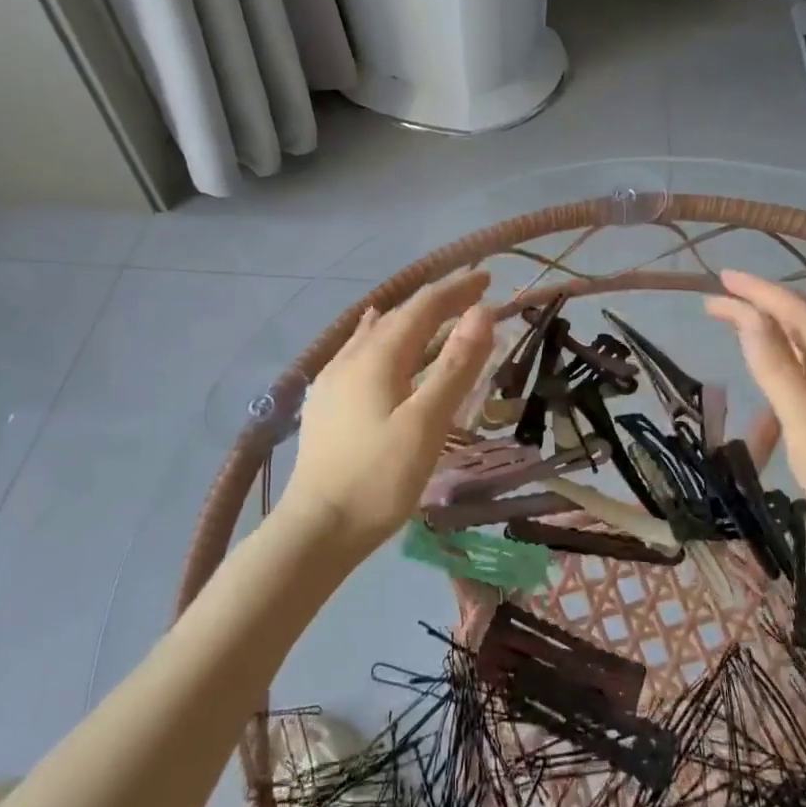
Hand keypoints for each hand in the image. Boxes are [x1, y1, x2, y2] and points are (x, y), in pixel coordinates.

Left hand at [283, 272, 495, 551]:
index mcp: (378, 357)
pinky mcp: (326, 402)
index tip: (488, 278)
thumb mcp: (427, 422)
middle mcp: (351, 357)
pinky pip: (360, 351)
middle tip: (473, 295)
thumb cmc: (379, 478)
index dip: (456, 289)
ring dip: (412, 319)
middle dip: (437, 302)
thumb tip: (482, 312)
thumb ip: (456, 366)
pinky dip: (383, 336)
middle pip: (399, 315)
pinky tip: (375, 338)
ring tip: (436, 313)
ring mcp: (333, 379)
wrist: (317, 528)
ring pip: (378, 333)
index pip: (423, 307)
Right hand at [705, 269, 805, 600]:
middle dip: (758, 313)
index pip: (796, 312)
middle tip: (714, 308)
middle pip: (801, 328)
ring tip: (734, 351)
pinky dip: (782, 388)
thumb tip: (750, 316)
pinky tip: (768, 416)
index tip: (720, 279)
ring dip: (768, 350)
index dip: (758, 292)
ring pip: (805, 359)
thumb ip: (778, 368)